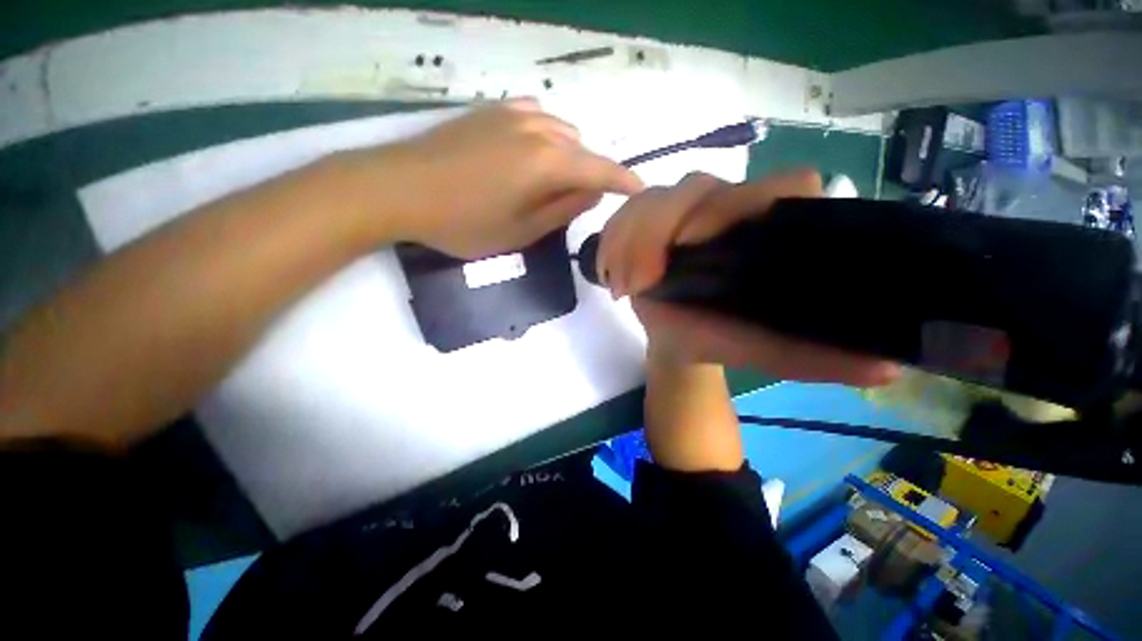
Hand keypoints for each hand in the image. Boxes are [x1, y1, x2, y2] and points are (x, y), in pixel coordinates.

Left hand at [350, 98, 642, 258]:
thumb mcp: (522, 231)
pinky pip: (537, 118)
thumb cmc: (465, 222)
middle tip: (579, 202)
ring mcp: (514, 114)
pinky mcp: (492, 110)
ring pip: (561, 132)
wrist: (400, 188)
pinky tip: (533, 153)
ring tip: (553, 182)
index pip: (602, 169)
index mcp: (549, 162)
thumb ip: (564, 210)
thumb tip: (594, 191)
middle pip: (582, 150)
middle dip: (590, 175)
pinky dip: (547, 137)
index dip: (624, 181)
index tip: (640, 191)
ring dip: (569, 156)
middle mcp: (539, 129)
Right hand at [597, 170, 898, 386]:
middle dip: (659, 230)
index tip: (694, 244)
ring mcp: (686, 208)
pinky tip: (611, 272)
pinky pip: (626, 211)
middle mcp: (730, 207)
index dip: (739, 205)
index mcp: (769, 228)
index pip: (781, 185)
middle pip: (697, 187)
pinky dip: (613, 239)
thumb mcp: (762, 350)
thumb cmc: (718, 338)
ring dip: (631, 238)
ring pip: (655, 196)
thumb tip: (889, 368)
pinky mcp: (650, 217)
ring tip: (623, 285)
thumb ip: (812, 357)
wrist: (676, 337)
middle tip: (641, 284)